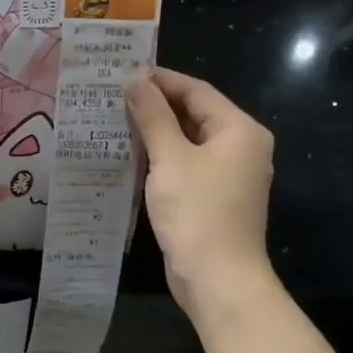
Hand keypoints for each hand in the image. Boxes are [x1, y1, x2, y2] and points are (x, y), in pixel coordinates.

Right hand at [126, 69, 276, 316]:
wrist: (217, 279)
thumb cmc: (197, 212)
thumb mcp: (170, 158)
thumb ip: (152, 116)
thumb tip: (136, 80)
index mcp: (239, 130)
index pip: (197, 91)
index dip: (160, 80)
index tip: (123, 73)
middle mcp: (241, 147)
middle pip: (194, 113)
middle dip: (154, 105)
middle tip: (112, 96)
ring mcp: (228, 174)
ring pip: (187, 140)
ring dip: (154, 131)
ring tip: (113, 120)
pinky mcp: (213, 196)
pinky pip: (185, 164)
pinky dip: (160, 156)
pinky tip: (129, 155)